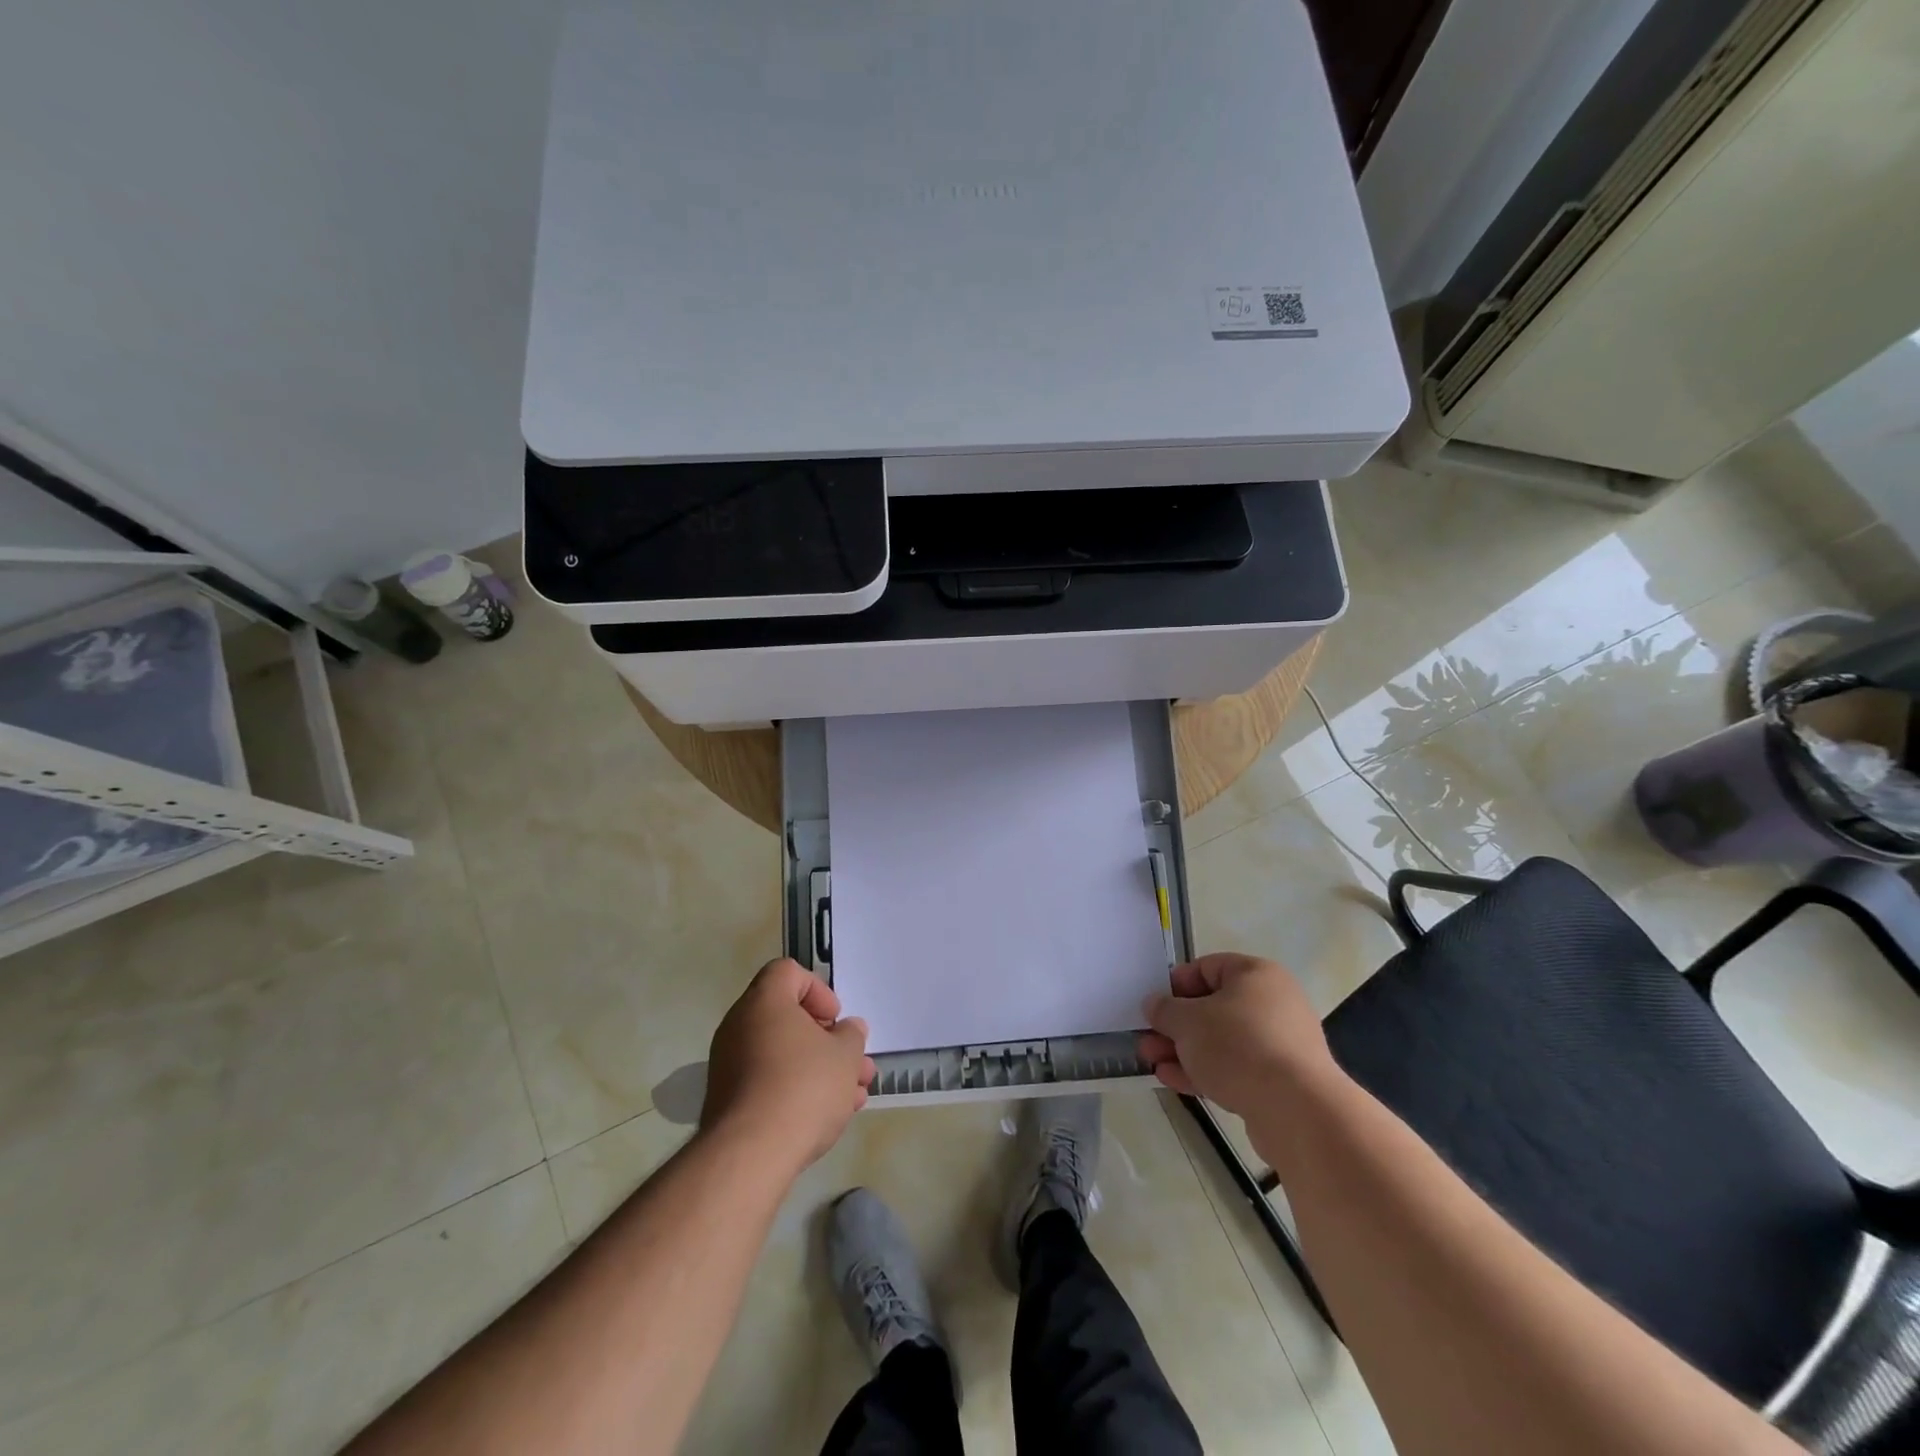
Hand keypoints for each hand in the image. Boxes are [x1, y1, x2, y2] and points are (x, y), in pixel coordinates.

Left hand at [703, 958, 875, 1174]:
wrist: (750, 1155)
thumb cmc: (803, 1087)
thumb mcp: (845, 1055)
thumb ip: (851, 1036)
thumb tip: (848, 1029)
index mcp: (764, 1002)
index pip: (788, 972)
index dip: (818, 990)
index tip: (835, 1020)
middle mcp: (740, 1026)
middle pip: (789, 1019)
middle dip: (828, 1042)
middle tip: (855, 1064)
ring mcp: (730, 1066)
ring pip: (783, 1055)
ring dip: (820, 1070)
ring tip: (855, 1097)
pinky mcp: (728, 1102)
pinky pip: (768, 1083)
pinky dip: (796, 1091)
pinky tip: (829, 1117)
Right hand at [1138, 953, 1338, 1114]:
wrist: (1297, 1111)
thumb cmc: (1238, 1046)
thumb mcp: (1188, 1021)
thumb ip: (1165, 1009)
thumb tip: (1154, 1004)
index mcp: (1256, 974)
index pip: (1207, 967)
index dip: (1175, 984)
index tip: (1154, 1006)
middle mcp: (1273, 1003)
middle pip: (1212, 1007)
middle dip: (1175, 1026)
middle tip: (1147, 1039)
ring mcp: (1279, 1044)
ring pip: (1221, 1041)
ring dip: (1185, 1050)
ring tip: (1153, 1062)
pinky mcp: (1280, 1081)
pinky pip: (1235, 1067)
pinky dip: (1205, 1071)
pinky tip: (1174, 1081)